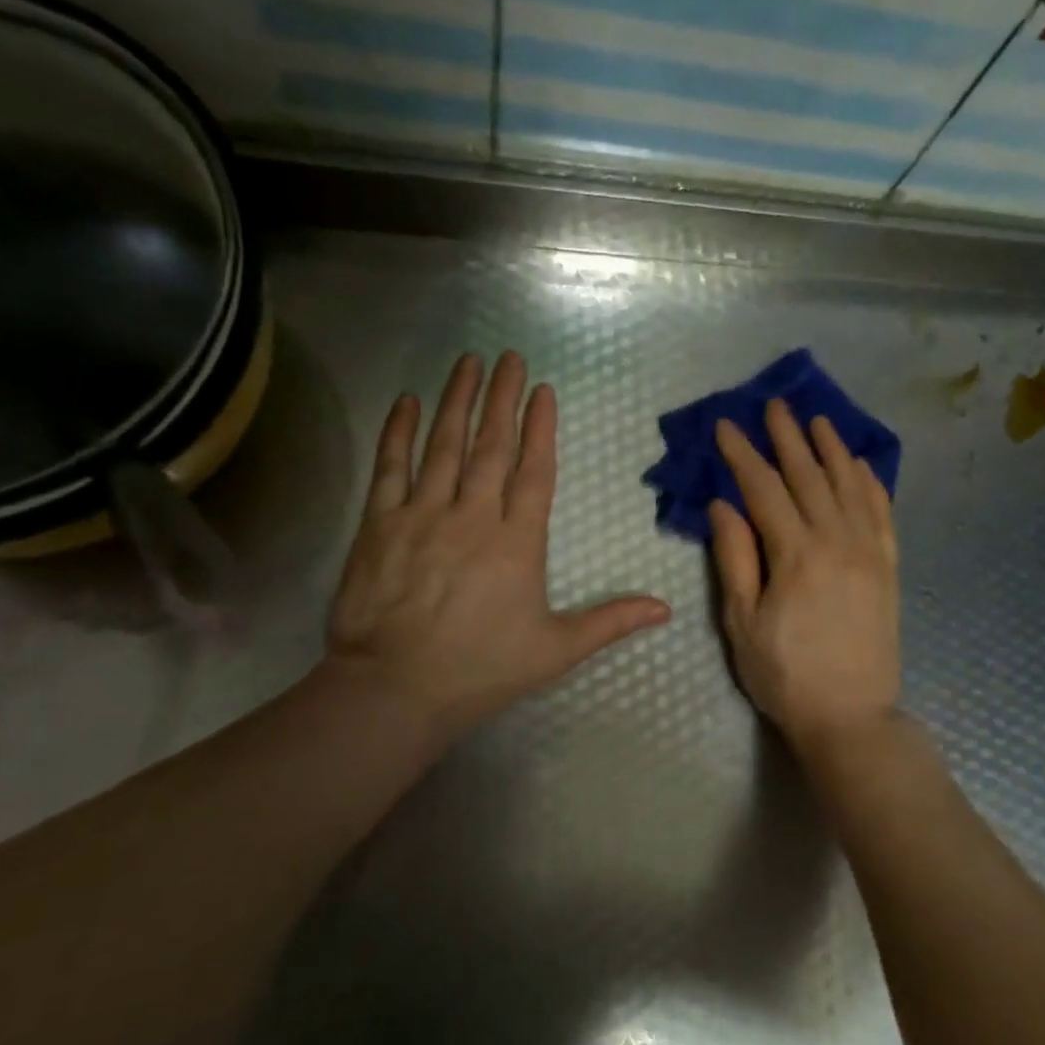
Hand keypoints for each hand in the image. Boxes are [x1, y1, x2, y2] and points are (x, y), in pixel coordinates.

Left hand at [321, 352, 669, 742]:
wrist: (395, 688)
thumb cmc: (482, 669)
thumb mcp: (556, 650)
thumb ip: (610, 621)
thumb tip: (665, 609)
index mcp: (517, 541)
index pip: (534, 471)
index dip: (540, 428)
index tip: (542, 390)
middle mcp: (472, 516)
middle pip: (491, 445)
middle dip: (502, 397)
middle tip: (509, 356)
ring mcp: (422, 515)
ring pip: (443, 445)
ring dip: (457, 400)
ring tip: (468, 362)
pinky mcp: (379, 525)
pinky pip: (390, 467)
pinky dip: (398, 432)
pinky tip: (407, 401)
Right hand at [709, 400, 900, 758]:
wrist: (851, 716)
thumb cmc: (785, 675)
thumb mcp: (742, 623)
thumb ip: (735, 559)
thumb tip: (723, 505)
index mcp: (795, 555)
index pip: (763, 489)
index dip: (742, 454)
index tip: (726, 426)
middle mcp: (837, 541)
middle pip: (808, 477)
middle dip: (788, 438)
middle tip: (774, 405)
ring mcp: (869, 552)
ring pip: (849, 486)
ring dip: (832, 450)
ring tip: (818, 421)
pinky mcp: (888, 567)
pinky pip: (882, 513)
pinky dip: (871, 483)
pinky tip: (861, 465)